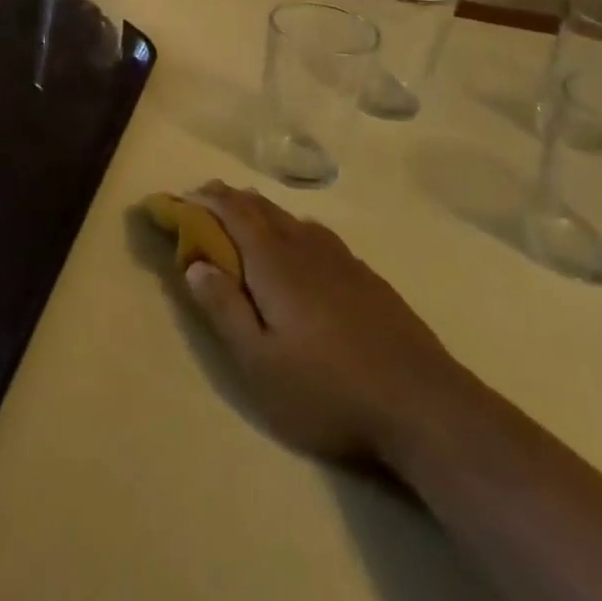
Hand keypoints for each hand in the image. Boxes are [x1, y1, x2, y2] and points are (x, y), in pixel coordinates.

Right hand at [183, 182, 465, 463]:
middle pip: (261, 208)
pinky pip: (315, 233)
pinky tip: (297, 242)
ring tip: (243, 214)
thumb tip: (193, 265)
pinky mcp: (365, 275)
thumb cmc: (328, 389)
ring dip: (259, 210)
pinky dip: (290, 226)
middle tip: (204, 199)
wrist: (422, 402)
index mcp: (275, 262)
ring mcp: (340, 258)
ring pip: (290, 217)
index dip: (204, 201)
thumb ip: (224, 310)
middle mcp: (305, 246)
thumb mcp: (260, 364)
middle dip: (229, 198)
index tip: (179, 198)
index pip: (232, 213)